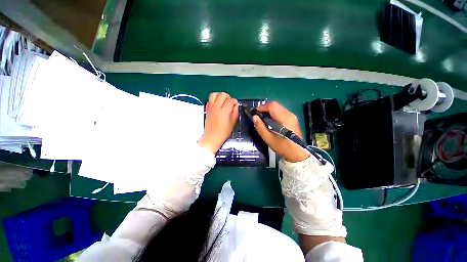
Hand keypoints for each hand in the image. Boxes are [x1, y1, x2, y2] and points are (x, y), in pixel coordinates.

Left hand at [198, 92, 238, 153]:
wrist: (212, 137)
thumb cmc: (224, 132)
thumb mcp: (233, 123)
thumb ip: (235, 112)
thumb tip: (236, 105)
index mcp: (224, 111)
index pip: (230, 100)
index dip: (235, 101)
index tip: (236, 105)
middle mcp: (216, 107)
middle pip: (222, 94)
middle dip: (228, 97)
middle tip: (229, 103)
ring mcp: (210, 107)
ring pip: (214, 94)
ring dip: (220, 96)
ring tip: (223, 101)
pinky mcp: (207, 109)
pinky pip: (210, 99)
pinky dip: (214, 99)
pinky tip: (217, 105)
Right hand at [252, 102, 308, 161]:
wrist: (298, 154)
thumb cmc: (283, 147)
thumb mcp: (269, 139)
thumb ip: (260, 127)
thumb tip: (254, 117)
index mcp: (284, 118)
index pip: (272, 106)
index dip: (262, 107)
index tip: (255, 113)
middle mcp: (289, 114)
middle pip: (275, 105)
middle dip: (265, 108)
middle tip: (258, 116)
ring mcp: (292, 116)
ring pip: (278, 107)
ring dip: (269, 111)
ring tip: (262, 119)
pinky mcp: (292, 119)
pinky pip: (281, 111)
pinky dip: (273, 113)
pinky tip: (270, 121)